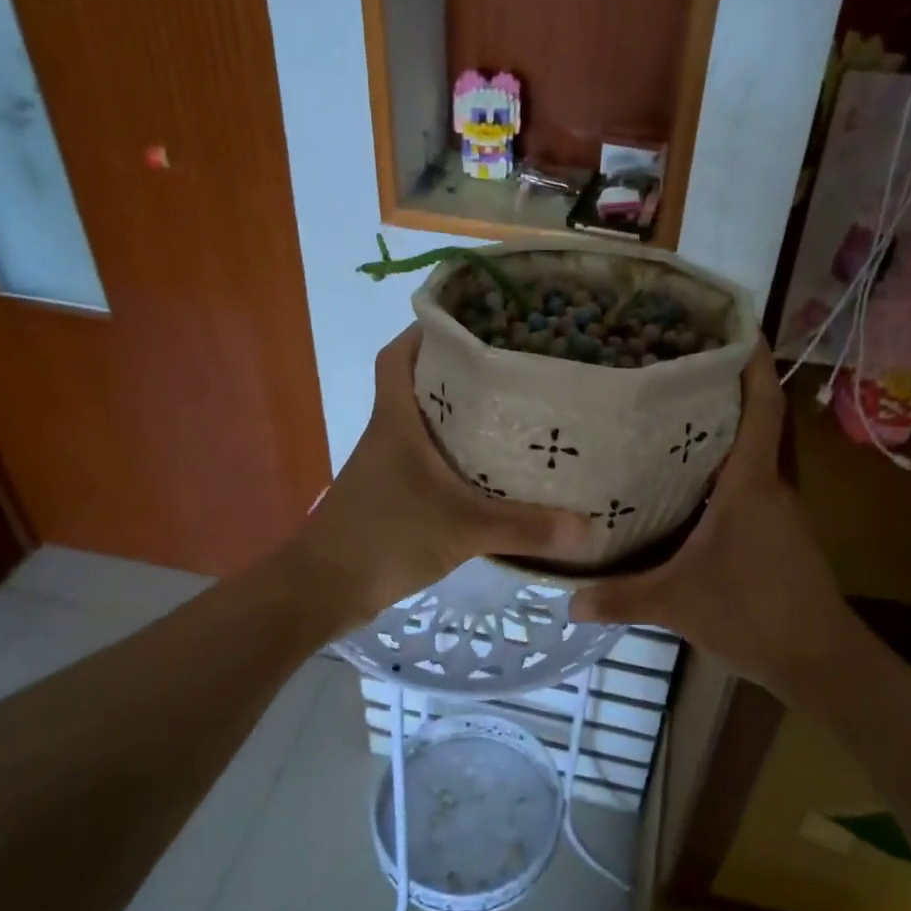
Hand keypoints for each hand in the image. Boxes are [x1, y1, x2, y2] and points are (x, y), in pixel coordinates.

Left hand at [293, 326, 590, 628]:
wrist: (324, 590)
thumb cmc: (384, 538)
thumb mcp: (462, 529)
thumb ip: (523, 527)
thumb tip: (586, 527)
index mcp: (396, 420)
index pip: (399, 355)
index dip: (425, 331)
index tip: (469, 321)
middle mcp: (389, 433)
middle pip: (419, 383)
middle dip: (458, 370)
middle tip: (511, 364)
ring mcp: (388, 465)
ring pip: (425, 423)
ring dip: (460, 414)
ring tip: (514, 409)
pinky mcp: (393, 495)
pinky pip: (429, 460)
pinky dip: (456, 456)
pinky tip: (492, 470)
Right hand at [574, 343, 855, 693]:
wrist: (819, 660)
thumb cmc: (751, 614)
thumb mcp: (676, 603)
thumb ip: (621, 597)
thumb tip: (567, 600)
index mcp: (751, 484)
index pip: (761, 408)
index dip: (754, 365)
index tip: (738, 330)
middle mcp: (772, 486)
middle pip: (758, 422)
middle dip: (728, 391)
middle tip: (679, 372)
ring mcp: (783, 510)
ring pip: (756, 455)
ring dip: (727, 433)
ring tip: (676, 419)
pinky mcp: (783, 533)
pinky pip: (755, 484)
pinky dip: (729, 471)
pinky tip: (694, 485)